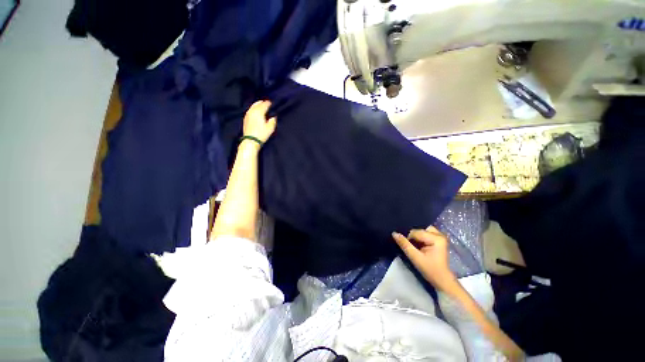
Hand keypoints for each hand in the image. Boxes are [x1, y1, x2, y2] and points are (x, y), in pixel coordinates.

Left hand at [243, 100, 276, 142]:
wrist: (251, 140)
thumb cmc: (262, 134)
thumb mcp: (270, 128)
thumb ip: (273, 121)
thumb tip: (273, 117)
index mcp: (259, 112)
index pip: (264, 105)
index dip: (268, 103)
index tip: (271, 103)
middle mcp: (253, 111)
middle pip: (257, 104)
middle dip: (262, 103)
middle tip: (266, 102)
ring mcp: (248, 114)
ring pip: (253, 106)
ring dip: (257, 105)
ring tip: (260, 104)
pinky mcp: (245, 118)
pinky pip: (250, 110)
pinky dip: (253, 108)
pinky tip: (255, 111)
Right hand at [392, 227, 457, 292]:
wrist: (442, 280)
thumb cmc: (430, 269)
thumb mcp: (415, 257)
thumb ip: (404, 244)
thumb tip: (394, 233)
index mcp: (436, 238)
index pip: (416, 232)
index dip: (408, 239)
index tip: (408, 248)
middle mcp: (439, 234)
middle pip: (419, 229)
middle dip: (412, 236)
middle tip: (410, 245)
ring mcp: (439, 236)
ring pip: (421, 230)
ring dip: (415, 236)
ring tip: (413, 244)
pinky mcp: (437, 239)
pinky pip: (424, 233)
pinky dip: (419, 237)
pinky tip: (417, 244)